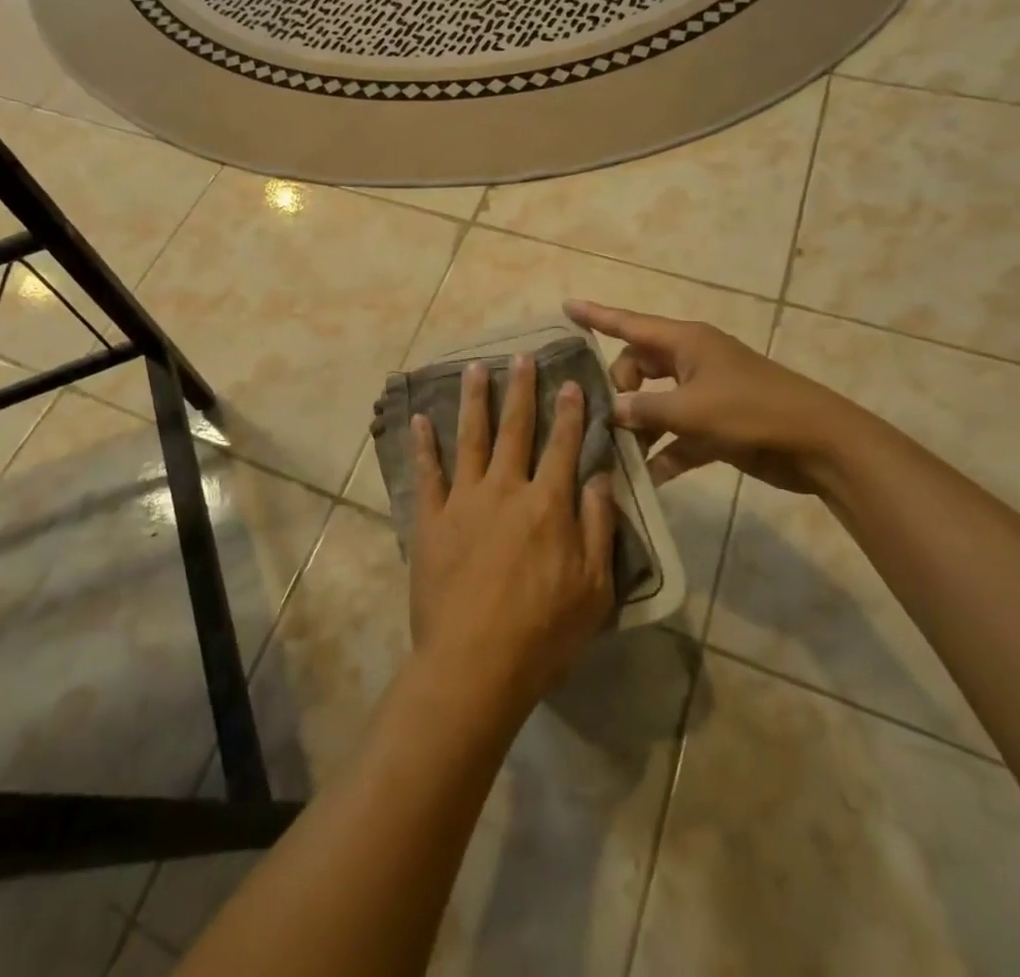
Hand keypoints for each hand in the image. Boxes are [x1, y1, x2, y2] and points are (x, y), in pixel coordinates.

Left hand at [408, 355, 616, 716]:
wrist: (474, 663)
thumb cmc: (543, 632)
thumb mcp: (594, 588)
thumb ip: (598, 527)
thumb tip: (599, 476)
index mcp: (547, 504)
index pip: (562, 446)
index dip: (569, 412)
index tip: (570, 381)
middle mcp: (505, 489)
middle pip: (515, 429)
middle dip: (521, 390)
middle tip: (521, 356)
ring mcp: (464, 500)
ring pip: (470, 438)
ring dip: (474, 400)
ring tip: (476, 368)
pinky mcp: (431, 519)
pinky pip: (427, 473)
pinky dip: (423, 444)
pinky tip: (419, 419)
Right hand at [565, 300, 864, 494]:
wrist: (819, 444)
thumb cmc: (753, 411)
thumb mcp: (691, 409)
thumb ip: (645, 410)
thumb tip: (612, 411)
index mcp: (686, 342)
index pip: (629, 324)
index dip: (597, 315)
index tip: (565, 306)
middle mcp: (691, 362)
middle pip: (637, 366)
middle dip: (618, 388)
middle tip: (609, 416)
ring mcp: (705, 394)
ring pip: (655, 403)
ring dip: (638, 426)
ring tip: (616, 452)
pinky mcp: (716, 425)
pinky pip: (677, 434)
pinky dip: (664, 452)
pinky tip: (648, 478)